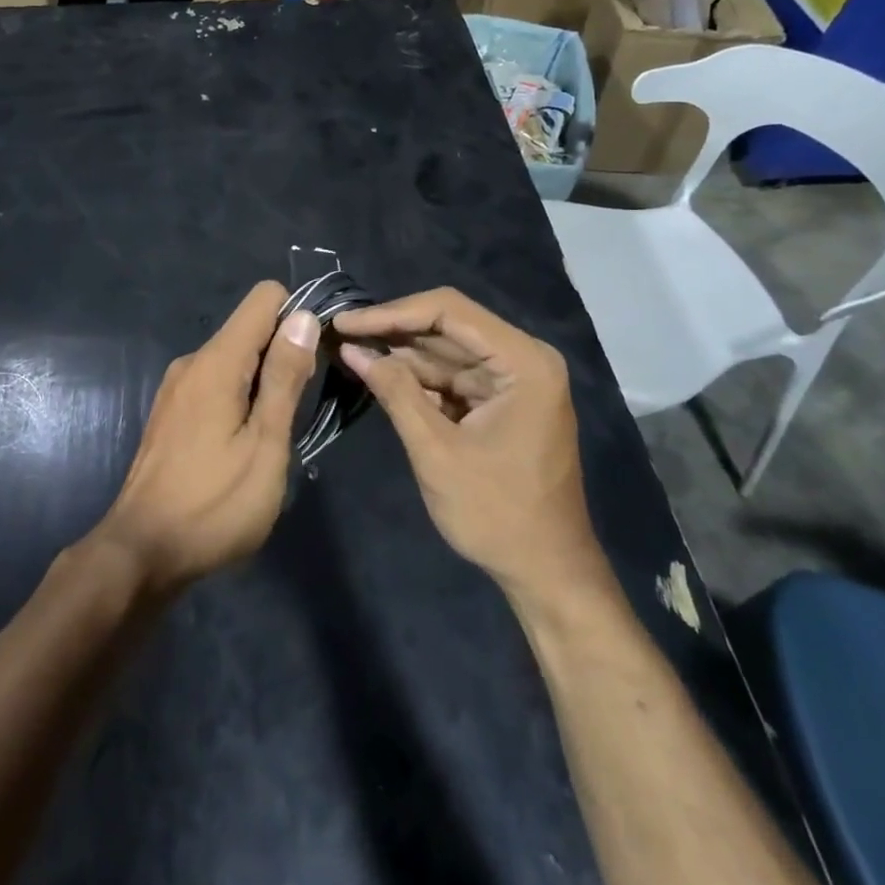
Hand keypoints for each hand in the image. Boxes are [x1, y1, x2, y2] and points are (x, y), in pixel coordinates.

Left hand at [89, 282, 319, 595]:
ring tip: (273, 436)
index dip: (298, 318)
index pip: (265, 297)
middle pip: (250, 328)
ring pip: (234, 359)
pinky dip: (239, 398)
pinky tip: (242, 446)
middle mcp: (193, 361)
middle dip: (284, 355)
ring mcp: (178, 387)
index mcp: (217, 361)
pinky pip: (216, 383)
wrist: (141, 552)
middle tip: (299, 412)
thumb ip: (285, 378)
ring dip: (263, 383)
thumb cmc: (214, 504)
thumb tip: (303, 316)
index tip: (314, 360)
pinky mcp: (172, 412)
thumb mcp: (265, 444)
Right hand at [333, 288, 602, 597]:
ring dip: (399, 352)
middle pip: (447, 326)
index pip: (448, 311)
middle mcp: (523, 359)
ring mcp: (513, 380)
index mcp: (522, 362)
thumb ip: (395, 392)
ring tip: (347, 347)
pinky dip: (416, 377)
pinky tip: (377, 372)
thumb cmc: (497, 513)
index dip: (391, 313)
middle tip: (338, 332)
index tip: (345, 323)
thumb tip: (351, 349)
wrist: (546, 573)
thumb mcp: (436, 450)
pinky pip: (452, 376)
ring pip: (445, 350)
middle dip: (392, 330)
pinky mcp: (500, 400)